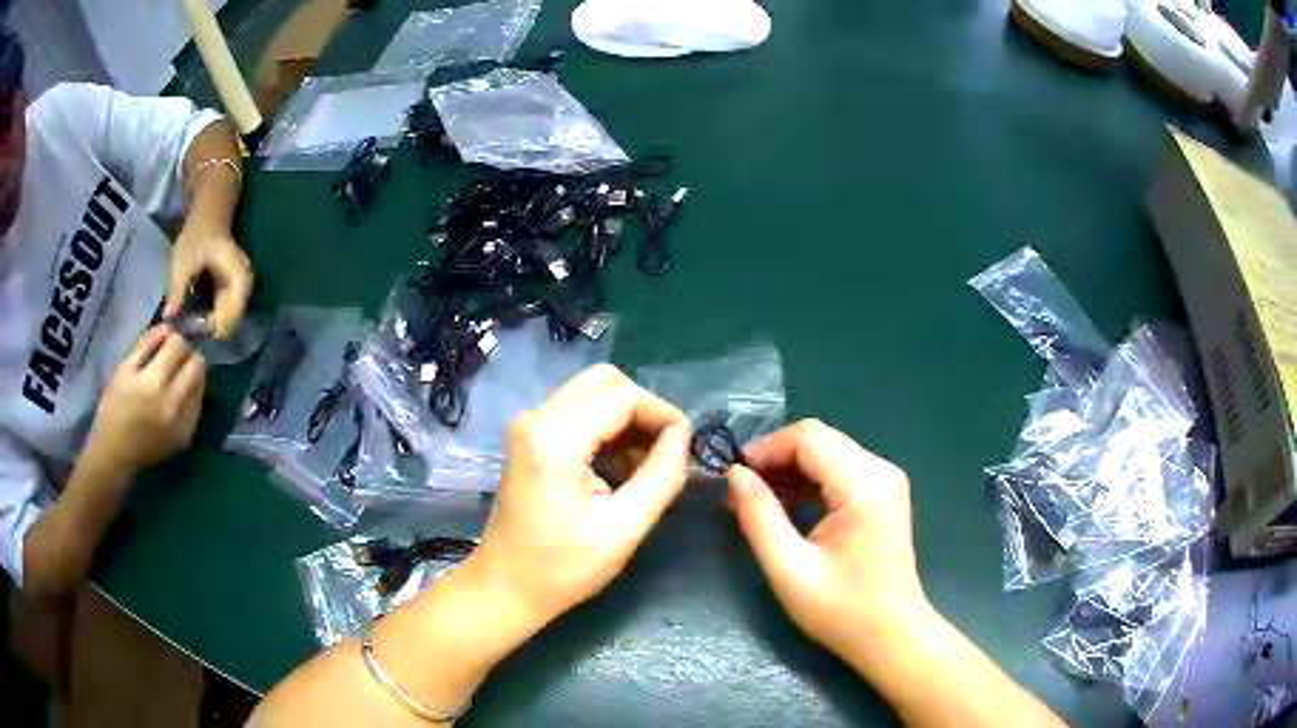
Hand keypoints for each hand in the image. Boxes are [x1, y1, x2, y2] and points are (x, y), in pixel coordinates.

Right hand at [89, 326, 205, 473]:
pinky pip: (198, 406)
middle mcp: (173, 403)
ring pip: (201, 384)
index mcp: (154, 383)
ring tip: (173, 379)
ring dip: (190, 376)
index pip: (179, 345)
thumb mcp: (123, 368)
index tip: (164, 344)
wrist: (115, 455)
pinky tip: (175, 398)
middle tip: (172, 360)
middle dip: (186, 355)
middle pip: (197, 364)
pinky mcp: (186, 438)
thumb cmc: (113, 408)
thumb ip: (146, 344)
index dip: (173, 339)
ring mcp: (182, 423)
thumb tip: (168, 327)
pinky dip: (190, 396)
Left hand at [164, 223, 252, 338]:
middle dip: (214, 329)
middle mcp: (244, 284)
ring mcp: (240, 289)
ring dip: (213, 326)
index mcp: (237, 274)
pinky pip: (226, 313)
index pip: (235, 309)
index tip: (197, 332)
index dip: (218, 324)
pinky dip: (213, 319)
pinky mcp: (233, 292)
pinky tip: (199, 321)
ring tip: (194, 330)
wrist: (207, 220)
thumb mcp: (183, 262)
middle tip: (193, 335)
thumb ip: (177, 290)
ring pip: (230, 318)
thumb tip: (168, 318)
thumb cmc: (197, 237)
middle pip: (234, 318)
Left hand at [464, 364, 690, 632]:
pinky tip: (620, 467)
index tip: (686, 449)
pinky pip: (578, 411)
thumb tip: (684, 437)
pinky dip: (607, 428)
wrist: (505, 587)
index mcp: (555, 438)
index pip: (624, 396)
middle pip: (605, 381)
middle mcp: (536, 417)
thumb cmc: (562, 569)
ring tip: (646, 465)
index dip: (664, 415)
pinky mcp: (529, 436)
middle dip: (644, 410)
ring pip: (592, 392)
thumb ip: (661, 477)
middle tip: (665, 452)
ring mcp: (528, 424)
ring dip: (626, 419)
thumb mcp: (623, 529)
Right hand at [727, 420, 929, 670]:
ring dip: (790, 469)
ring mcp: (885, 481)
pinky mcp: (883, 495)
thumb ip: (759, 517)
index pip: (808, 438)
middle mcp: (880, 471)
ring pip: (828, 451)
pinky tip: (787, 507)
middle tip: (740, 492)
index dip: (765, 449)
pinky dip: (809, 480)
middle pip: (819, 439)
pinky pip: (839, 470)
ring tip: (757, 501)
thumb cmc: (842, 610)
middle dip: (775, 458)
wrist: (893, 636)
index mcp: (864, 484)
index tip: (732, 479)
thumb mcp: (789, 569)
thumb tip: (735, 474)